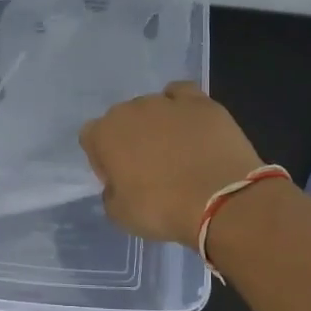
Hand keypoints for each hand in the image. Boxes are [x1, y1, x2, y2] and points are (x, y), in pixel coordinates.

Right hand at [79, 82, 264, 245]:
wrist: (220, 200)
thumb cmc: (162, 210)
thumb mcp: (119, 215)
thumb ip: (110, 193)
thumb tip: (118, 185)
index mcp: (104, 134)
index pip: (91, 137)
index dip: (102, 159)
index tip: (118, 179)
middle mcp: (131, 109)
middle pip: (122, 119)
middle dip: (130, 139)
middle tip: (148, 168)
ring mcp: (167, 102)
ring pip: (152, 107)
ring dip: (157, 125)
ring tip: (177, 151)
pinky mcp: (200, 102)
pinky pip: (182, 95)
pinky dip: (181, 106)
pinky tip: (190, 126)